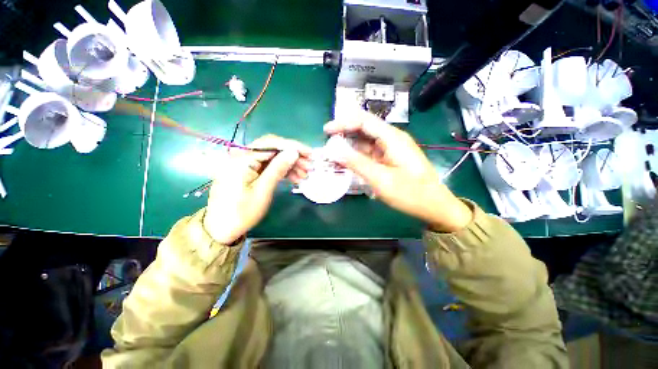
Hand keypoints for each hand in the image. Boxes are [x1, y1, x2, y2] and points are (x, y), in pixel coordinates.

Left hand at [203, 135, 310, 243]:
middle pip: (272, 149)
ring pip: (272, 158)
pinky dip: (282, 171)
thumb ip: (278, 168)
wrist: (222, 229)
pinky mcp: (248, 171)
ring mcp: (245, 164)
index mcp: (242, 159)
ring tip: (304, 174)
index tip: (309, 153)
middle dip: (293, 156)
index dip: (293, 146)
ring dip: (289, 164)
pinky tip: (294, 178)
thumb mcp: (263, 190)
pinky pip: (268, 166)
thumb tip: (293, 152)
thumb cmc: (242, 212)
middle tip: (309, 166)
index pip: (271, 144)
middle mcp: (242, 156)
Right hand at [324, 111, 471, 231]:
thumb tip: (334, 151)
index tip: (326, 130)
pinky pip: (370, 152)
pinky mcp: (389, 159)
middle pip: (364, 128)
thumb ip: (357, 163)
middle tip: (327, 141)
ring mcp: (391, 149)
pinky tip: (347, 160)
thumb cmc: (410, 193)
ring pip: (366, 141)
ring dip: (349, 145)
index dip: (343, 122)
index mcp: (392, 138)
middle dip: (345, 132)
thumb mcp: (381, 179)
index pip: (363, 121)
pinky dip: (357, 155)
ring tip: (333, 152)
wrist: (434, 206)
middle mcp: (391, 139)